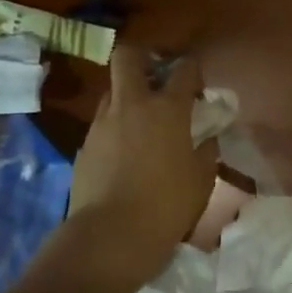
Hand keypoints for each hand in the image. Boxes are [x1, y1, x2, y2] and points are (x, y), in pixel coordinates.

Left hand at [68, 45, 217, 280]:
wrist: (111, 236)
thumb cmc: (167, 206)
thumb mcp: (202, 179)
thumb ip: (206, 150)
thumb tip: (205, 138)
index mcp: (167, 109)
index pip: (184, 68)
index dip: (193, 69)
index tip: (197, 84)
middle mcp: (132, 105)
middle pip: (128, 56)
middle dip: (143, 57)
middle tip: (157, 77)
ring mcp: (103, 122)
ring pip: (112, 90)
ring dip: (128, 95)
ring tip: (141, 121)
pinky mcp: (84, 144)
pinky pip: (102, 123)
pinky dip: (115, 127)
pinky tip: (124, 153)